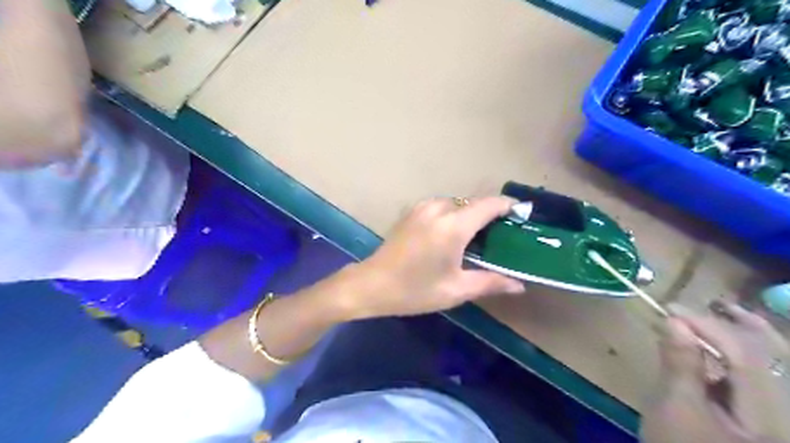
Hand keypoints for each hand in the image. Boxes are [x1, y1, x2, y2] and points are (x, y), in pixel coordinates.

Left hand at [337, 195, 523, 317]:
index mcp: (453, 226)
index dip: (508, 205)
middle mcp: (438, 209)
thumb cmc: (414, 290)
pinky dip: (453, 215)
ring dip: (469, 215)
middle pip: (473, 203)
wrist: (371, 284)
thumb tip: (519, 285)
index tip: (521, 214)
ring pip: (457, 204)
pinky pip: (441, 206)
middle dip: (489, 214)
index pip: (489, 204)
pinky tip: (452, 235)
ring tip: (477, 238)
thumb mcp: (455, 290)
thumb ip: (490, 282)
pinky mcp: (411, 212)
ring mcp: (422, 207)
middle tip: (500, 236)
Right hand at [641, 302, 789, 442]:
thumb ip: (680, 364)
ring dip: (747, 338)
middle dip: (746, 327)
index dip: (708, 326)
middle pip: (780, 360)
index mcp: (772, 419)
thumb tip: (674, 321)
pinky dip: (741, 357)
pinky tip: (720, 347)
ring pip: (775, 368)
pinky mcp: (764, 419)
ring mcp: (778, 418)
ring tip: (722, 313)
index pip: (747, 357)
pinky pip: (761, 379)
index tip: (670, 309)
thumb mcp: (675, 409)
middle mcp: (786, 416)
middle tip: (715, 303)